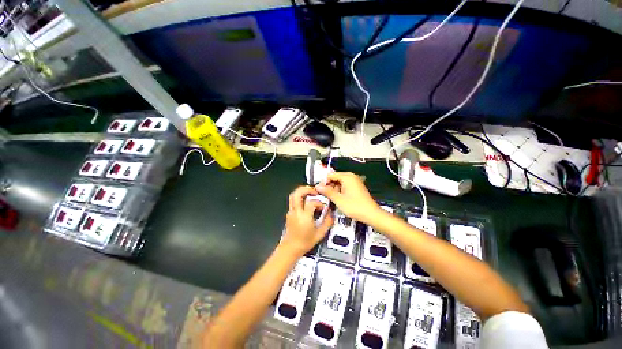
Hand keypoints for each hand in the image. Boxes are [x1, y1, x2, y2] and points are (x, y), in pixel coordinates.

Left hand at [281, 186, 333, 256]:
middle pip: (298, 193)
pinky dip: (300, 197)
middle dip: (307, 189)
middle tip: (315, 191)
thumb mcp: (320, 234)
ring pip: (293, 195)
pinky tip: (306, 202)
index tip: (323, 207)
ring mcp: (291, 212)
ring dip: (302, 191)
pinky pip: (293, 201)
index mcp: (304, 217)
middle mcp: (296, 212)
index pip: (311, 202)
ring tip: (311, 193)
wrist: (291, 248)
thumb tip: (331, 213)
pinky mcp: (289, 213)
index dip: (319, 202)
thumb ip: (327, 222)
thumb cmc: (304, 242)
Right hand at [316, 172, 380, 223]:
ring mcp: (355, 182)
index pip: (330, 175)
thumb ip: (327, 191)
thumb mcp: (338, 199)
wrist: (371, 214)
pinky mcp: (356, 187)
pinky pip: (345, 186)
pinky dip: (340, 191)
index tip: (319, 190)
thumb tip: (318, 186)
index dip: (324, 182)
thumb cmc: (356, 206)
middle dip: (329, 186)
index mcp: (347, 177)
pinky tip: (339, 199)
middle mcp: (351, 177)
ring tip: (332, 199)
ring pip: (339, 183)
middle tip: (325, 196)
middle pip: (335, 178)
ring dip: (334, 190)